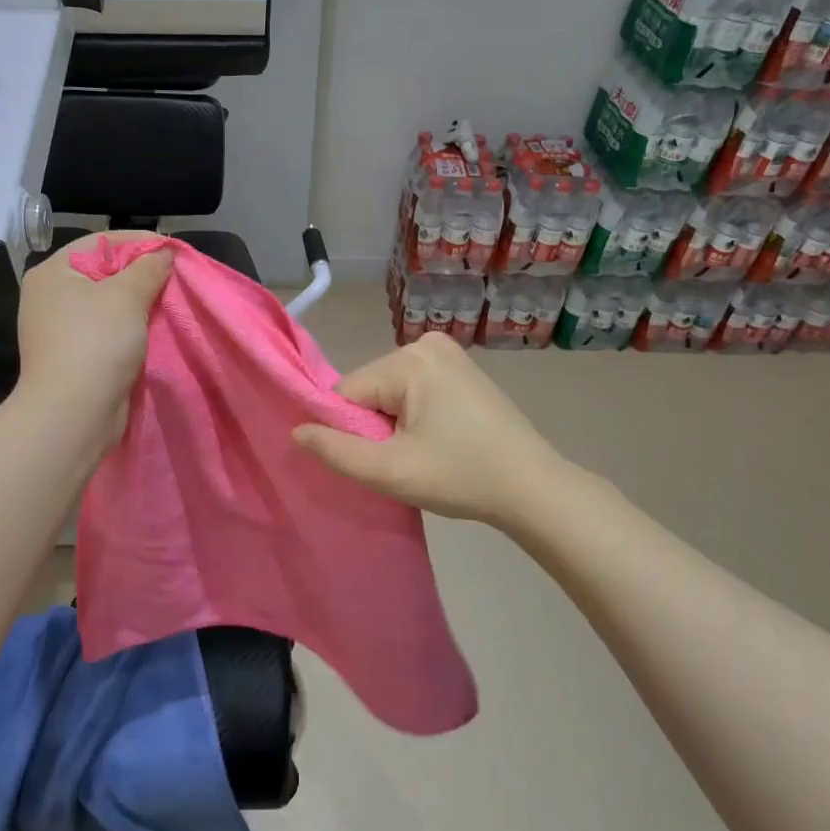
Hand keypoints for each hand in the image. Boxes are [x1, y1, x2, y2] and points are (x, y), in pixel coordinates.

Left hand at [14, 232, 172, 447]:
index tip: (173, 250)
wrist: (74, 413)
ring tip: (170, 302)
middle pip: (103, 272)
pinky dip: (129, 327)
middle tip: (175, 277)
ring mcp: (59, 329)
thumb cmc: (97, 342)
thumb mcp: (128, 295)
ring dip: (138, 302)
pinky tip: (153, 329)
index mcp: (53, 273)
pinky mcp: (73, 356)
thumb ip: (149, 268)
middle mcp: (50, 296)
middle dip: (141, 273)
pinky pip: (106, 330)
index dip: (139, 242)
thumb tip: (164, 253)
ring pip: (107, 303)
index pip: (100, 242)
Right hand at [292, 333, 569, 527]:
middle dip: (375, 425)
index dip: (352, 431)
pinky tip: (440, 438)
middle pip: (369, 388)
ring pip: (390, 390)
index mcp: (409, 359)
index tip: (381, 459)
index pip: (347, 392)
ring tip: (426, 452)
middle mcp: (426, 342)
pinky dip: (415, 414)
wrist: (533, 487)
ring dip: (394, 422)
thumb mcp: (390, 471)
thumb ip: (336, 451)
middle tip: (407, 460)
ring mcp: (448, 352)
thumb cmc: (460, 477)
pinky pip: (414, 388)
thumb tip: (296, 430)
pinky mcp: (462, 367)